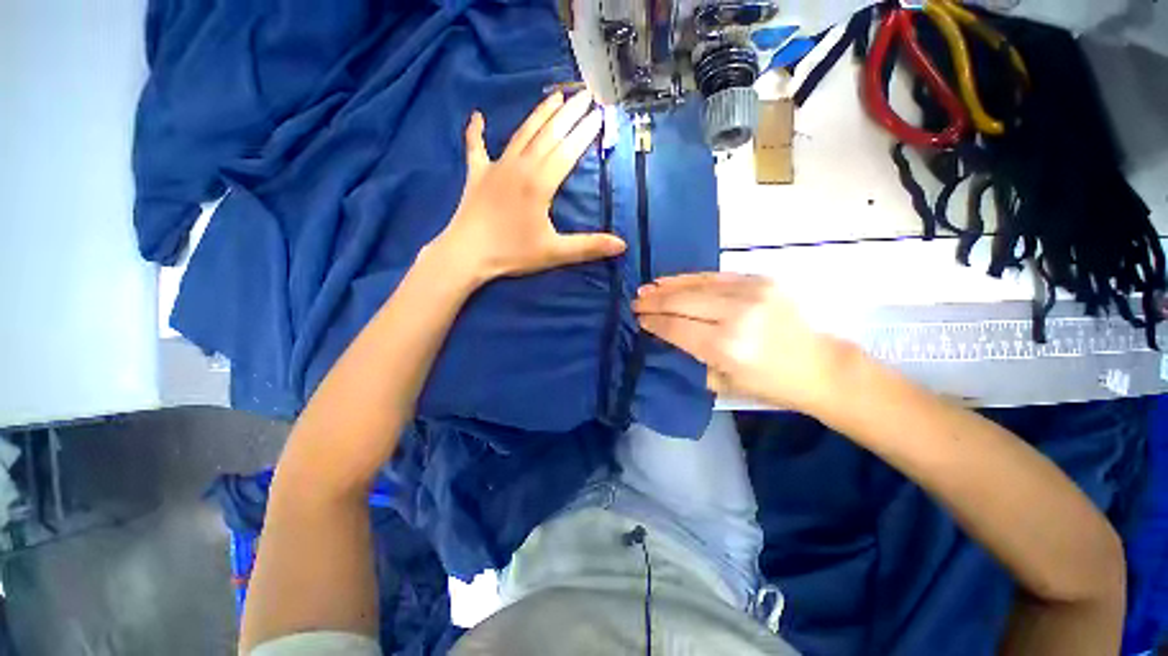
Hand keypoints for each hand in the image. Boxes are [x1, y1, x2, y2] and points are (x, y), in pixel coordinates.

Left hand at [435, 90, 626, 281]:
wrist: (467, 254)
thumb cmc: (512, 253)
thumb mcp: (554, 252)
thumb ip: (588, 246)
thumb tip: (622, 245)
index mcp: (540, 183)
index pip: (568, 151)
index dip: (585, 133)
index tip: (599, 114)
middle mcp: (520, 167)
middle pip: (548, 134)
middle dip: (569, 114)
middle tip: (585, 94)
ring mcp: (496, 167)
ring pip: (522, 134)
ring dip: (539, 114)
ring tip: (554, 96)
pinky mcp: (476, 174)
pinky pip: (475, 147)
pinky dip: (476, 131)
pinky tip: (477, 116)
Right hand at [633, 273, 854, 412]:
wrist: (818, 365)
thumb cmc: (768, 383)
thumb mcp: (722, 383)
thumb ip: (691, 357)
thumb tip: (665, 335)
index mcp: (725, 347)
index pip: (677, 328)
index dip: (654, 321)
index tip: (638, 318)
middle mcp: (736, 316)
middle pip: (682, 302)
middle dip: (654, 302)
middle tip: (635, 302)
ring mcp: (751, 293)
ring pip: (696, 284)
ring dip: (667, 286)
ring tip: (647, 288)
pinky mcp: (760, 280)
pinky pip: (715, 276)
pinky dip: (690, 278)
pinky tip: (673, 280)